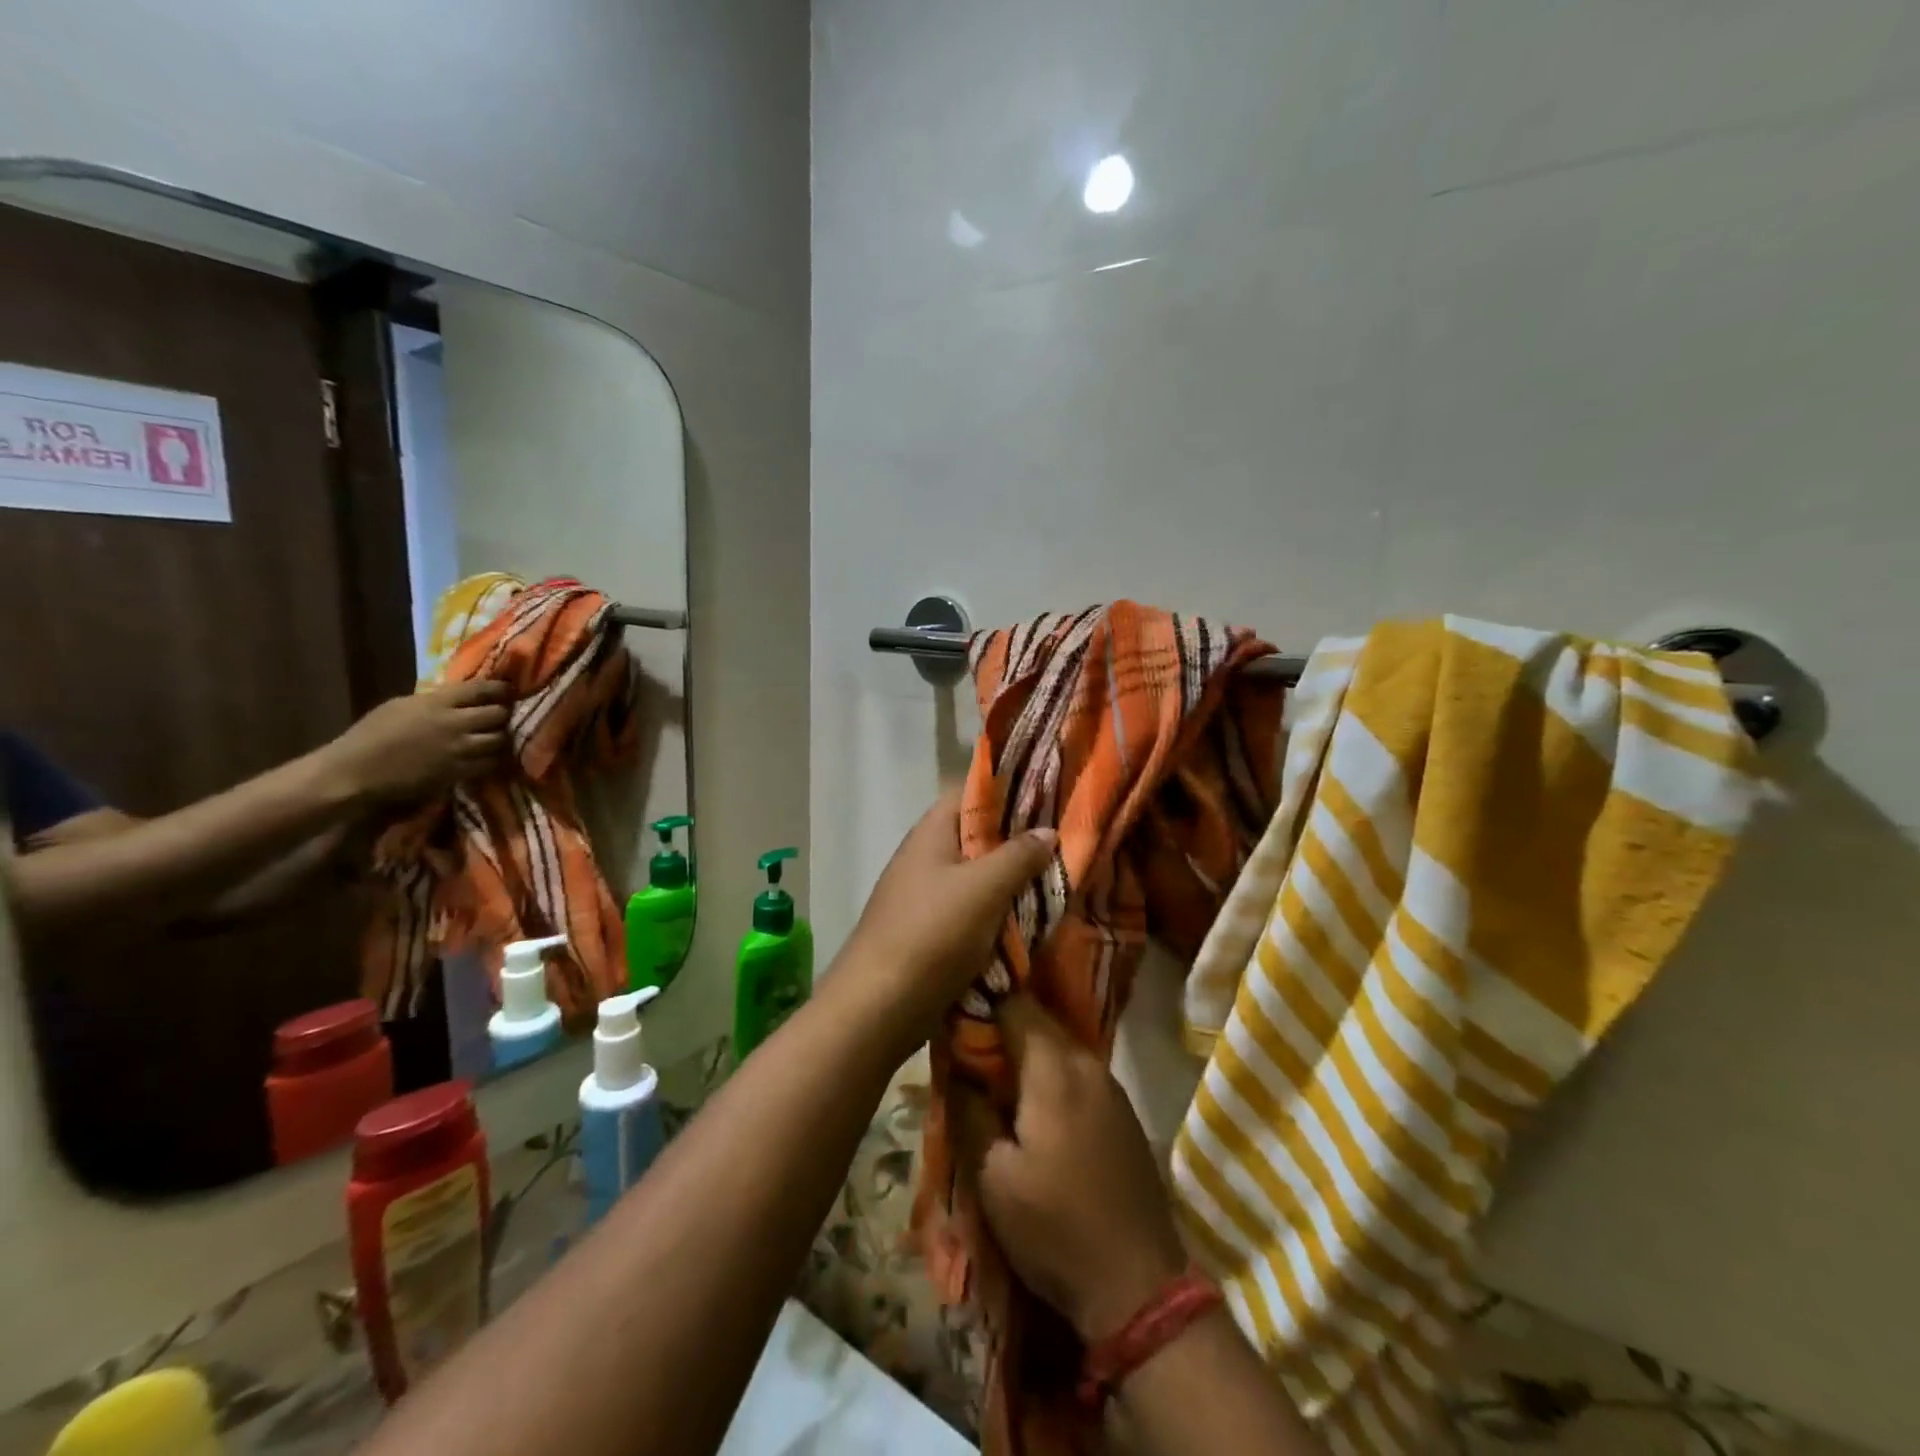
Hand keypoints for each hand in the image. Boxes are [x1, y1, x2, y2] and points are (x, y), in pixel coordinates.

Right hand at [322, 681, 511, 803]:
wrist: (355, 772)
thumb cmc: (370, 735)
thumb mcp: (401, 706)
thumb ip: (435, 701)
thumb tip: (462, 698)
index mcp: (436, 702)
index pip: (482, 689)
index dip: (501, 689)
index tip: (510, 690)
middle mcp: (453, 723)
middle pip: (498, 714)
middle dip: (504, 715)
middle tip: (504, 717)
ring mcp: (459, 749)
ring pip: (500, 739)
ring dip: (502, 738)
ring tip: (498, 738)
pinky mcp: (459, 772)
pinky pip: (491, 763)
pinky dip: (494, 759)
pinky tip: (490, 757)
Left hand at [836, 787, 1056, 1046]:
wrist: (878, 1007)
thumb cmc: (932, 934)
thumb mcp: (984, 888)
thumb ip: (1018, 856)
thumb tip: (1047, 830)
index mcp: (931, 833)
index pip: (970, 794)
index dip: (1008, 792)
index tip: (1050, 798)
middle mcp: (926, 857)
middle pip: (977, 837)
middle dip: (1018, 842)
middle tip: (1065, 843)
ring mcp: (925, 896)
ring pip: (978, 878)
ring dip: (1012, 883)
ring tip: (1059, 881)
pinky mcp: (930, 932)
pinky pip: (972, 912)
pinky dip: (999, 915)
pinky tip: (1032, 921)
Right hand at [961, 995, 1189, 1343]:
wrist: (1138, 1286)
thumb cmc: (1055, 1227)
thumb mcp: (994, 1176)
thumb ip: (970, 1110)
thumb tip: (956, 1066)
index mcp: (1054, 1067)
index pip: (1014, 1004)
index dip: (981, 1001)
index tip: (952, 1011)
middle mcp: (1087, 1062)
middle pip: (1038, 1021)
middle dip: (1001, 1026)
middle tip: (964, 1046)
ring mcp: (1111, 1086)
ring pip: (1058, 1047)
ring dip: (1025, 1052)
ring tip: (991, 1074)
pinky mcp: (1122, 1111)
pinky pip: (1077, 1071)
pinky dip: (1049, 1074)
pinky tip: (1031, 1102)